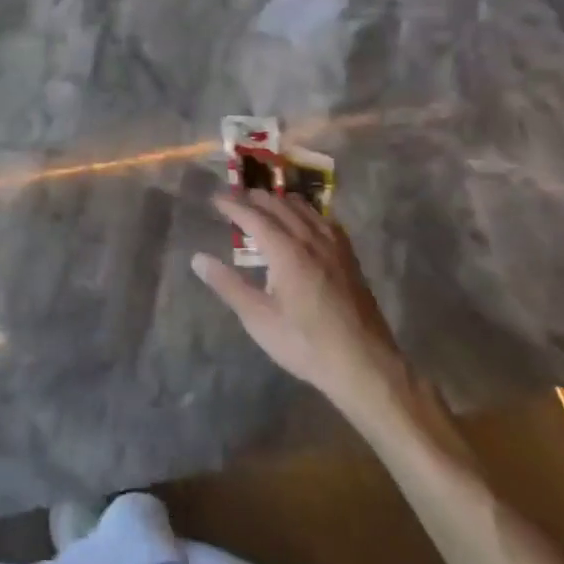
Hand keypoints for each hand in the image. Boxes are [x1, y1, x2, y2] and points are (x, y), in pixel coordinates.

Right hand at [193, 189, 412, 420]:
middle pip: (279, 205)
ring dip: (279, 201)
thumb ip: (228, 285)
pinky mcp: (349, 257)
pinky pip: (323, 220)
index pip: (253, 216)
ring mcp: (334, 246)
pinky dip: (305, 212)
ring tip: (263, 205)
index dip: (232, 205)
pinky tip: (302, 222)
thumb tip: (198, 259)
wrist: (365, 366)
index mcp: (287, 252)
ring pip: (304, 208)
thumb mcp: (259, 319)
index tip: (214, 199)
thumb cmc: (305, 344)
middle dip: (254, 198)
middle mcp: (311, 239)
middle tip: (234, 199)